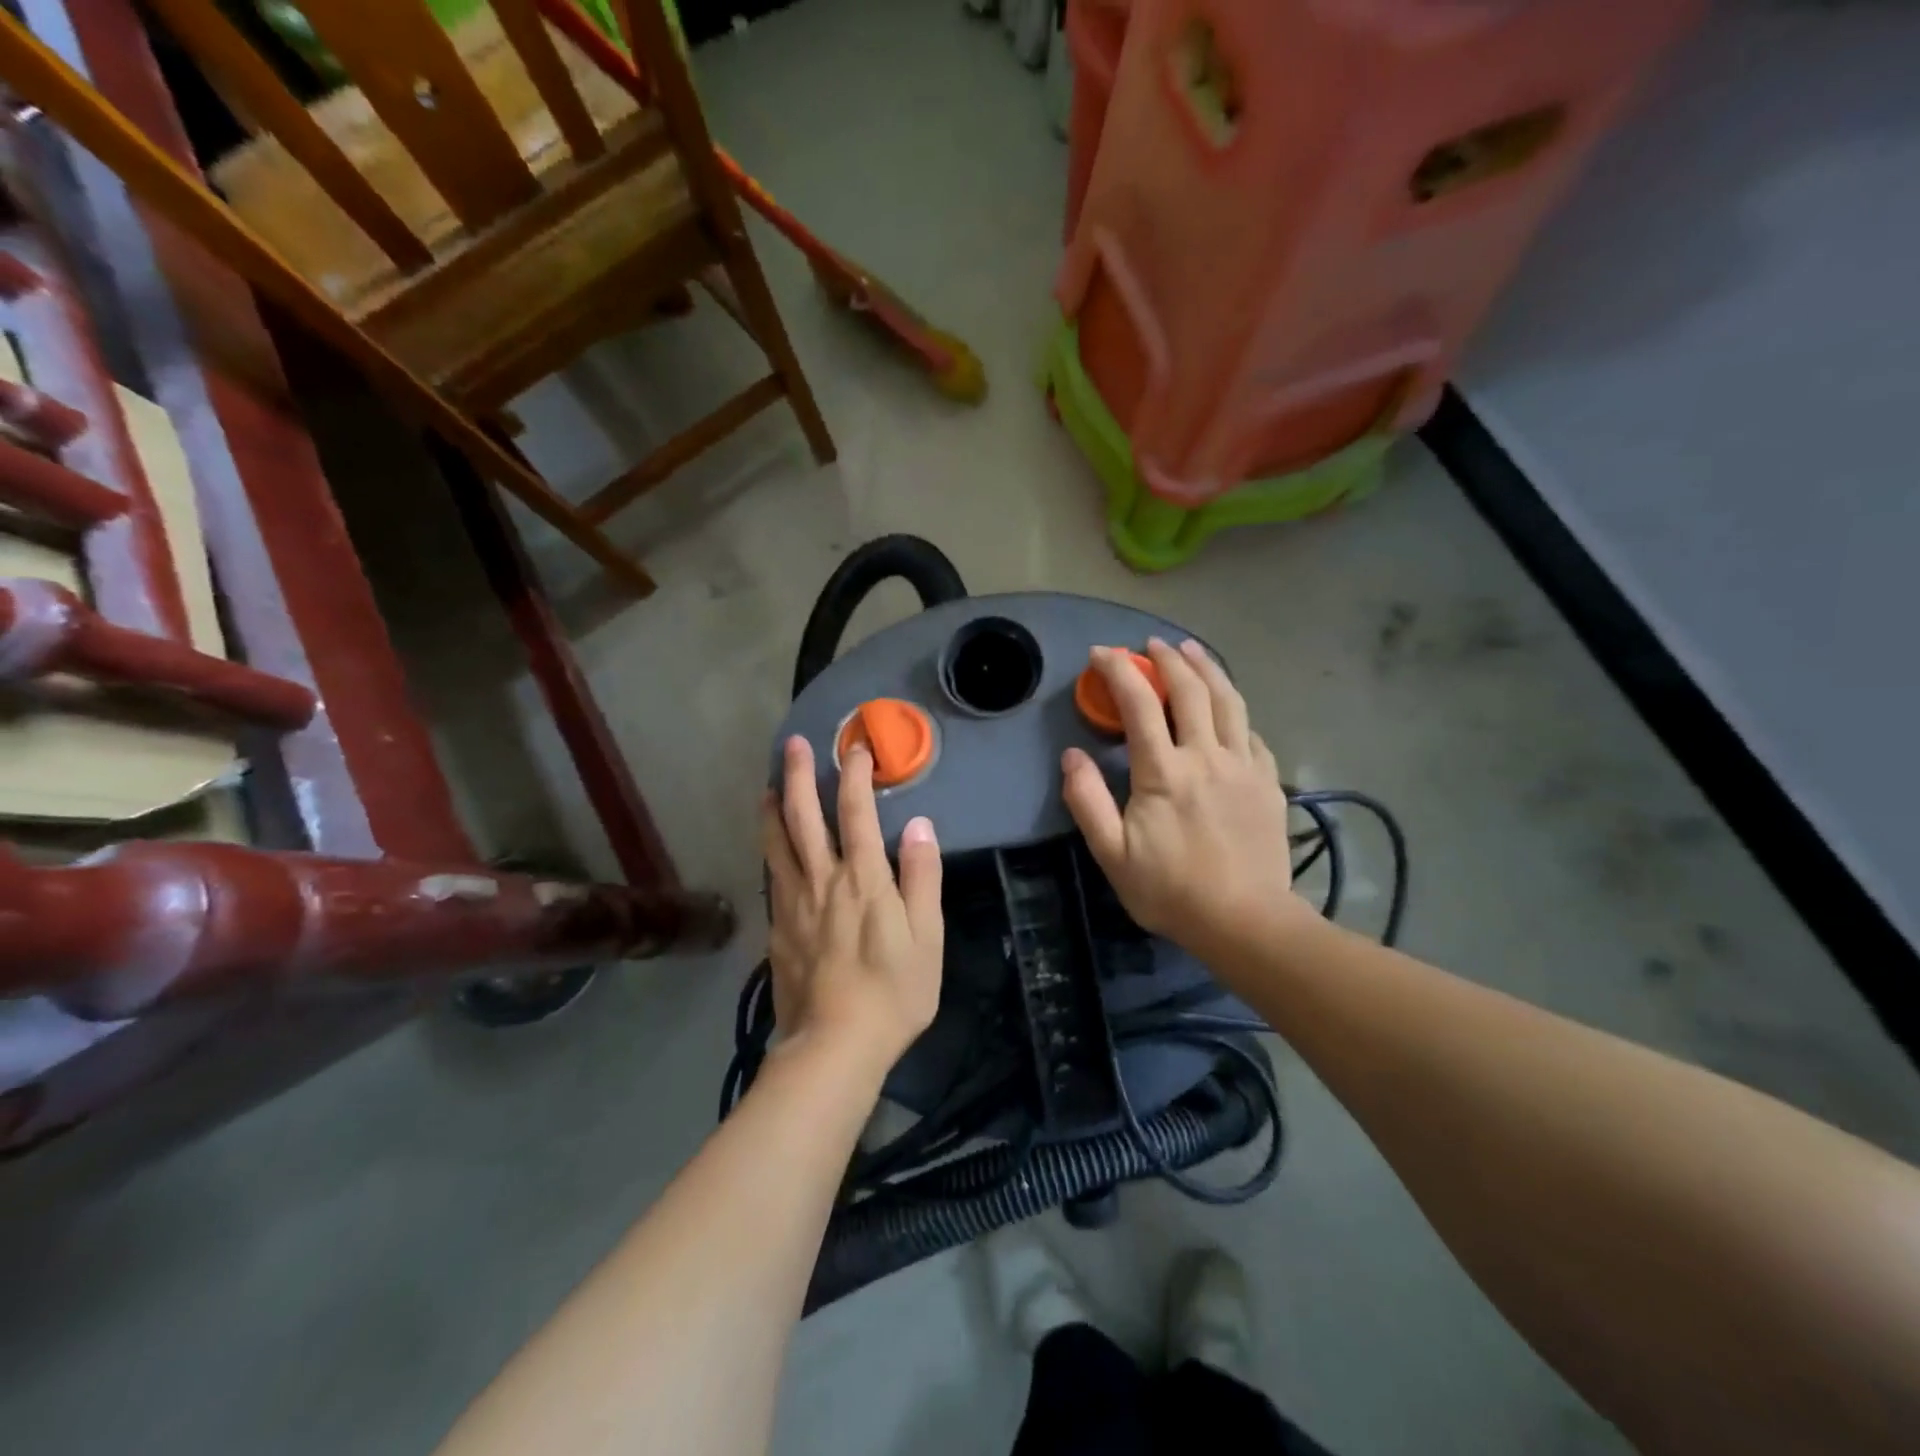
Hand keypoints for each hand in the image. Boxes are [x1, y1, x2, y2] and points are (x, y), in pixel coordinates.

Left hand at [761, 735, 943, 1073]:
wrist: (834, 1045)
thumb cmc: (893, 992)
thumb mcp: (927, 937)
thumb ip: (922, 877)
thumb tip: (919, 826)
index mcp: (863, 879)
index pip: (857, 812)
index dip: (854, 775)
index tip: (855, 747)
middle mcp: (822, 881)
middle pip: (804, 818)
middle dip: (800, 776)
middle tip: (794, 744)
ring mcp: (793, 904)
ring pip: (776, 844)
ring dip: (774, 809)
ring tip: (770, 786)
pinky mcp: (777, 929)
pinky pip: (772, 877)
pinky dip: (769, 852)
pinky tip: (770, 849)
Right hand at [1061, 638, 1303, 960]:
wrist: (1245, 922)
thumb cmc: (1171, 890)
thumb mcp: (1112, 854)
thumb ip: (1087, 801)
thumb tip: (1071, 756)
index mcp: (1164, 771)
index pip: (1139, 704)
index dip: (1118, 671)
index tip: (1101, 654)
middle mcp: (1206, 756)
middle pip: (1190, 690)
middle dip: (1167, 659)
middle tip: (1150, 644)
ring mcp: (1243, 766)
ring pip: (1229, 701)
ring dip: (1208, 669)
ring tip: (1193, 650)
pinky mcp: (1268, 782)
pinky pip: (1252, 732)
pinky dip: (1235, 711)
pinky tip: (1229, 709)